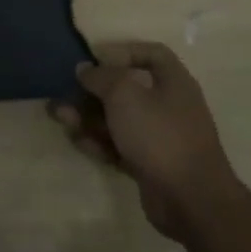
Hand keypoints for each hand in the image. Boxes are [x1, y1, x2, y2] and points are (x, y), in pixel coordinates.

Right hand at [50, 41, 241, 238]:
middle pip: (126, 89)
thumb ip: (101, 77)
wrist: (191, 200)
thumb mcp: (124, 95)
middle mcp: (169, 107)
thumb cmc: (159, 135)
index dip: (123, 51)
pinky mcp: (149, 165)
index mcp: (174, 83)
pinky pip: (119, 146)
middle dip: (92, 90)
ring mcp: (160, 138)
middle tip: (63, 92)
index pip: (152, 54)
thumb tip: (85, 70)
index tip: (95, 58)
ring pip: (118, 120)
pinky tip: (77, 141)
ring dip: (87, 116)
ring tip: (59, 116)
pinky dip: (98, 142)